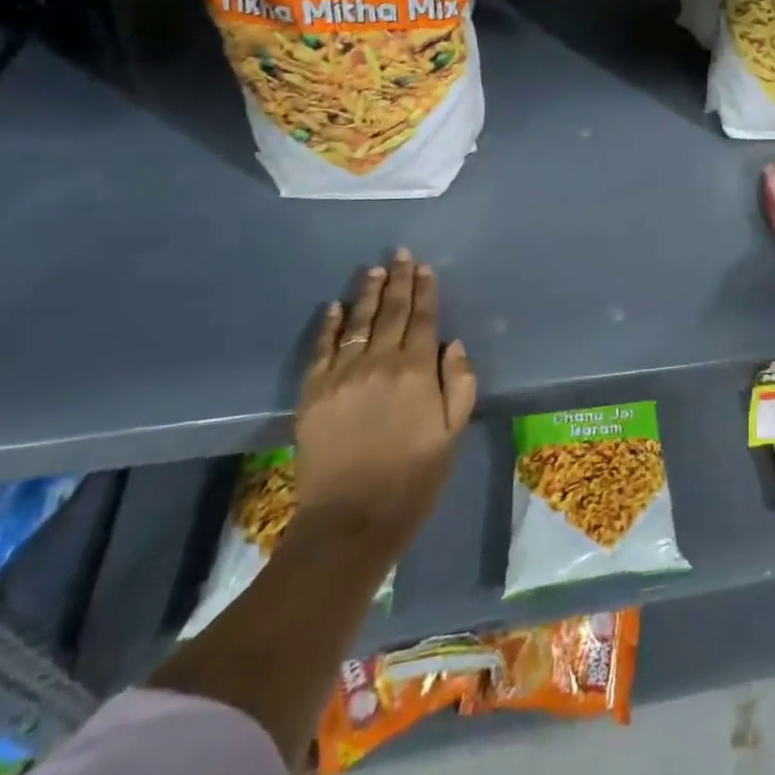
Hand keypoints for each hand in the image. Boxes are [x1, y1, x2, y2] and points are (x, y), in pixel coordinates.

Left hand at [294, 249, 476, 545]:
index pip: (423, 320)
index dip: (425, 291)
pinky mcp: (313, 393)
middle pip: (392, 313)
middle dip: (399, 281)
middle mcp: (380, 363)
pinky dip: (328, 325)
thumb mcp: (453, 433)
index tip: (425, 267)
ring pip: (358, 324)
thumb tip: (453, 345)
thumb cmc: (414, 478)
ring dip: (368, 294)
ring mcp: (342, 376)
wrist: (351, 520)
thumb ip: (460, 384)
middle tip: (400, 254)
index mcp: (417, 372)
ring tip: (374, 271)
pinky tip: (334, 307)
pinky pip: (321, 349)